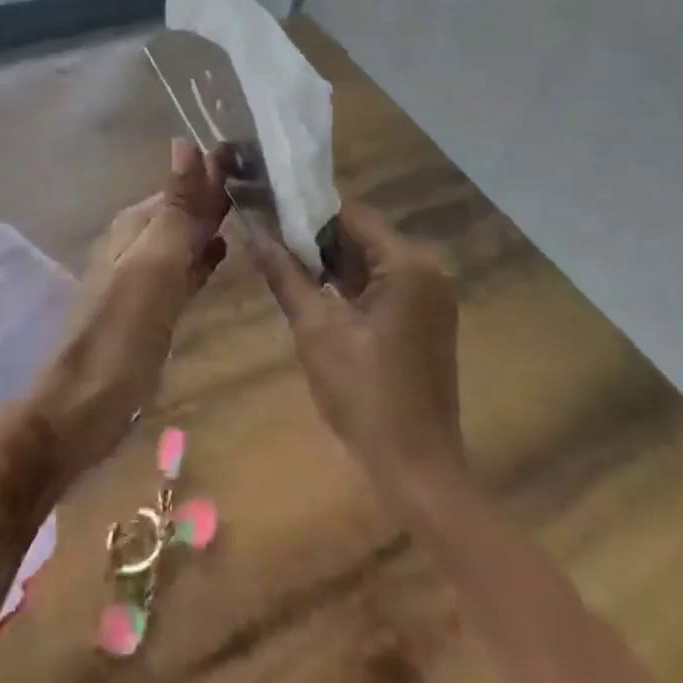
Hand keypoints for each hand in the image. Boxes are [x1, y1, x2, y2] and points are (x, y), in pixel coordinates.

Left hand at [29, 140, 230, 481]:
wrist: (83, 406)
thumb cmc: (122, 332)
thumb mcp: (154, 264)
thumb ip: (176, 208)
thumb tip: (186, 141)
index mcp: (136, 224)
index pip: (184, 184)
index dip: (217, 171)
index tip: (261, 157)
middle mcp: (138, 241)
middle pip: (185, 209)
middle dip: (219, 196)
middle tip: (270, 183)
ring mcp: (144, 275)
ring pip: (186, 238)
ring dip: (214, 225)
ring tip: (259, 213)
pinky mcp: (152, 306)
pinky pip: (184, 269)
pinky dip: (204, 258)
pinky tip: (224, 255)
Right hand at [249, 202, 463, 495]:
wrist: (416, 469)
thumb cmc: (364, 394)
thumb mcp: (315, 329)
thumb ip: (285, 274)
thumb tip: (253, 232)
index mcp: (408, 265)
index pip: (352, 215)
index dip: (308, 213)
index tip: (270, 217)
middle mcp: (426, 272)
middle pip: (362, 237)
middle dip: (316, 241)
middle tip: (270, 244)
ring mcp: (429, 298)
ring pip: (370, 263)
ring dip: (330, 266)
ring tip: (283, 266)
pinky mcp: (424, 322)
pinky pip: (381, 288)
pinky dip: (349, 289)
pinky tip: (315, 297)